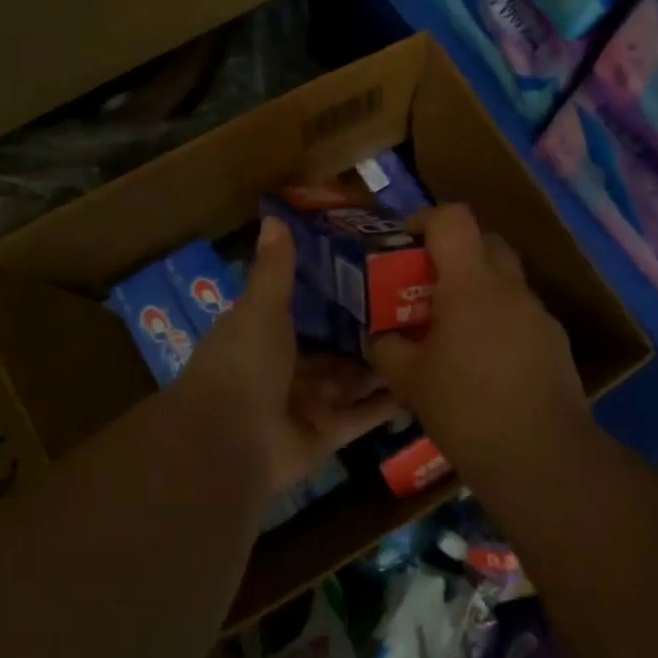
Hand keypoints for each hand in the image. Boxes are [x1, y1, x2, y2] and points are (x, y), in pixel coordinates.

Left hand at [173, 218, 401, 496]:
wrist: (229, 440)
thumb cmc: (244, 363)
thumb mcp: (261, 308)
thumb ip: (274, 268)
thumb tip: (274, 217)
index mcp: (265, 334)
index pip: (306, 309)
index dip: (337, 293)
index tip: (376, 271)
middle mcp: (286, 368)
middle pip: (333, 347)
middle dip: (367, 331)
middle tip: (416, 306)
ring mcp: (307, 404)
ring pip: (351, 381)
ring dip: (382, 365)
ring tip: (429, 340)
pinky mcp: (327, 435)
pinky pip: (362, 416)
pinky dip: (388, 404)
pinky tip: (423, 385)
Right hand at [370, 205, 589, 474]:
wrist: (542, 458)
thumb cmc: (466, 410)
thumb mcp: (409, 381)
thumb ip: (386, 349)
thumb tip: (378, 337)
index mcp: (471, 285)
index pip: (453, 219)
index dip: (425, 220)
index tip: (405, 244)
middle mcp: (510, 288)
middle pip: (485, 241)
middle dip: (454, 253)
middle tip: (427, 285)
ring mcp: (538, 314)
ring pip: (505, 280)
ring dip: (478, 289)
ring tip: (454, 330)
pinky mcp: (556, 342)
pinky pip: (520, 314)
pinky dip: (499, 321)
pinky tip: (485, 363)